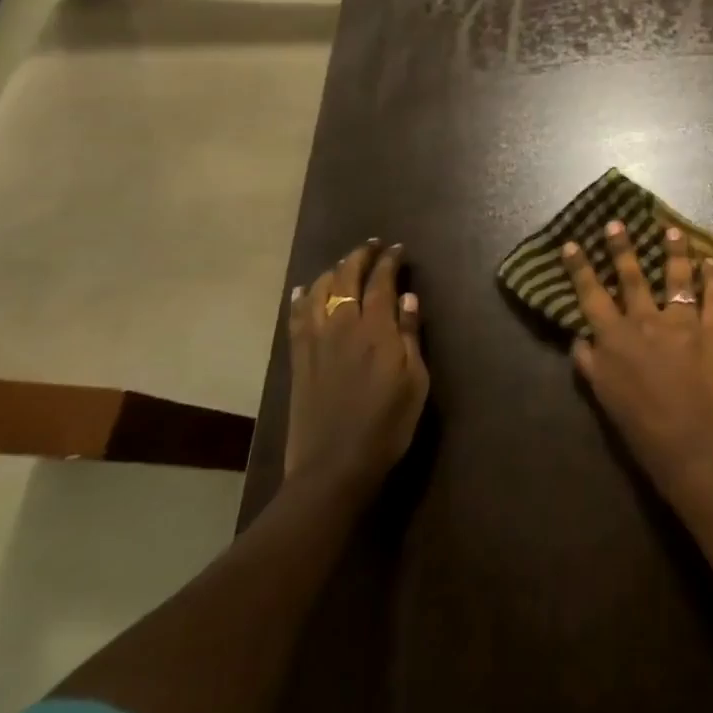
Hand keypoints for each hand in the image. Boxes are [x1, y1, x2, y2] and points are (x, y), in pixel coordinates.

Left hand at [285, 240, 428, 491]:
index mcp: (377, 330)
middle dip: (360, 256)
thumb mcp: (415, 381)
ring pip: (320, 291)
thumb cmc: (387, 424)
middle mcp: (343, 326)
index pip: (382, 281)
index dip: (390, 261)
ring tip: (344, 264)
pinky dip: (302, 298)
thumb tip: (408, 297)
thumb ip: (411, 335)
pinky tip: (305, 289)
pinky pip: (297, 318)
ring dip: (333, 271)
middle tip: (373, 245)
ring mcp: (316, 341)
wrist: (334, 467)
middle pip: (347, 278)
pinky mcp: (299, 359)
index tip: (398, 249)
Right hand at [563, 220, 712, 501]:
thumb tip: (580, 336)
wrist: (692, 445)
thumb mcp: (603, 397)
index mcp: (616, 338)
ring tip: (672, 230)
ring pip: (677, 277)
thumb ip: (589, 363)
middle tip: (617, 223)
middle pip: (632, 276)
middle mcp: (647, 321)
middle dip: (622, 248)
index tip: (572, 244)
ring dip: (674, 251)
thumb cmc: (641, 427)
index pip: (592, 295)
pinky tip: (712, 260)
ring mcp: (683, 322)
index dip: (580, 269)